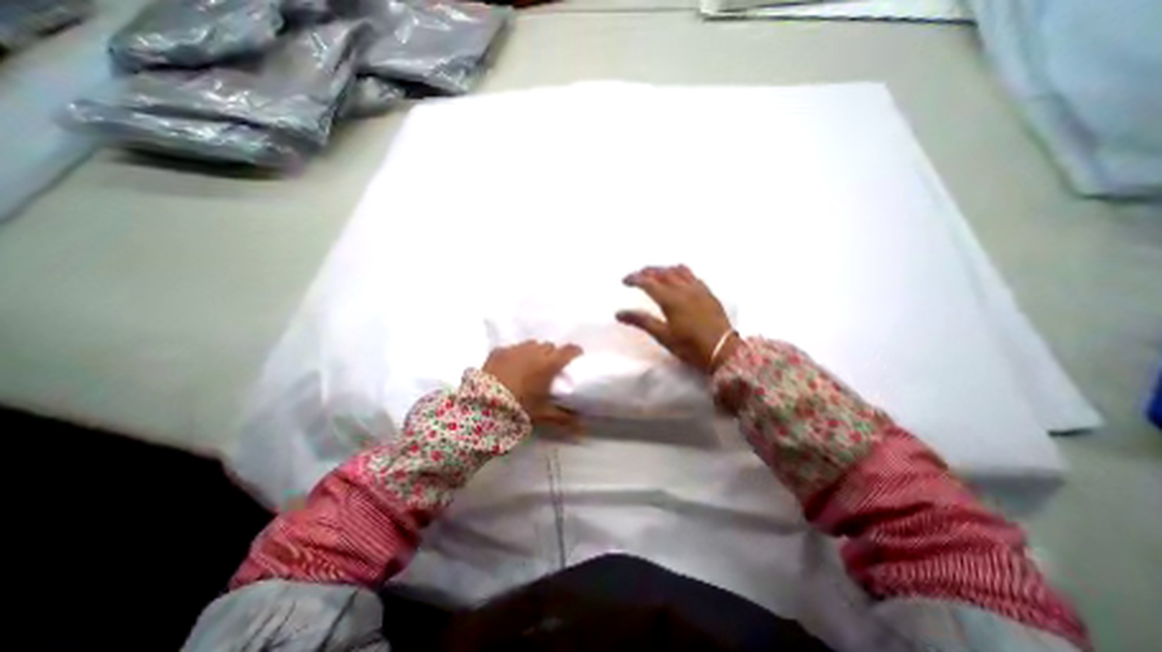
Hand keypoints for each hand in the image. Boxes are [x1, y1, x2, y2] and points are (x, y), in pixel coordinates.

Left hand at [485, 340, 585, 427]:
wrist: (484, 405)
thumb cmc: (520, 407)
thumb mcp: (543, 414)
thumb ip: (564, 418)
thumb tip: (582, 426)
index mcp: (549, 364)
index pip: (569, 350)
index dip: (575, 352)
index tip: (576, 358)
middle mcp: (535, 351)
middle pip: (549, 346)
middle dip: (552, 354)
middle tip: (549, 368)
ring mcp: (515, 349)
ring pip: (531, 345)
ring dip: (534, 353)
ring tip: (529, 366)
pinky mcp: (499, 351)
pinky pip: (512, 349)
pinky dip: (515, 355)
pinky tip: (510, 367)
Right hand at [616, 265, 732, 372]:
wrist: (723, 351)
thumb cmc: (690, 346)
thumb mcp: (663, 336)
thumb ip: (641, 321)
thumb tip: (618, 313)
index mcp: (670, 299)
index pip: (648, 282)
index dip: (634, 279)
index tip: (624, 281)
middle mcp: (683, 289)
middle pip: (662, 273)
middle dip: (647, 271)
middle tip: (636, 275)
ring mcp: (698, 289)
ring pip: (678, 271)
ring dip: (663, 269)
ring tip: (655, 273)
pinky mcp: (708, 293)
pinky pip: (692, 275)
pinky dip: (680, 272)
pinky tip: (679, 277)